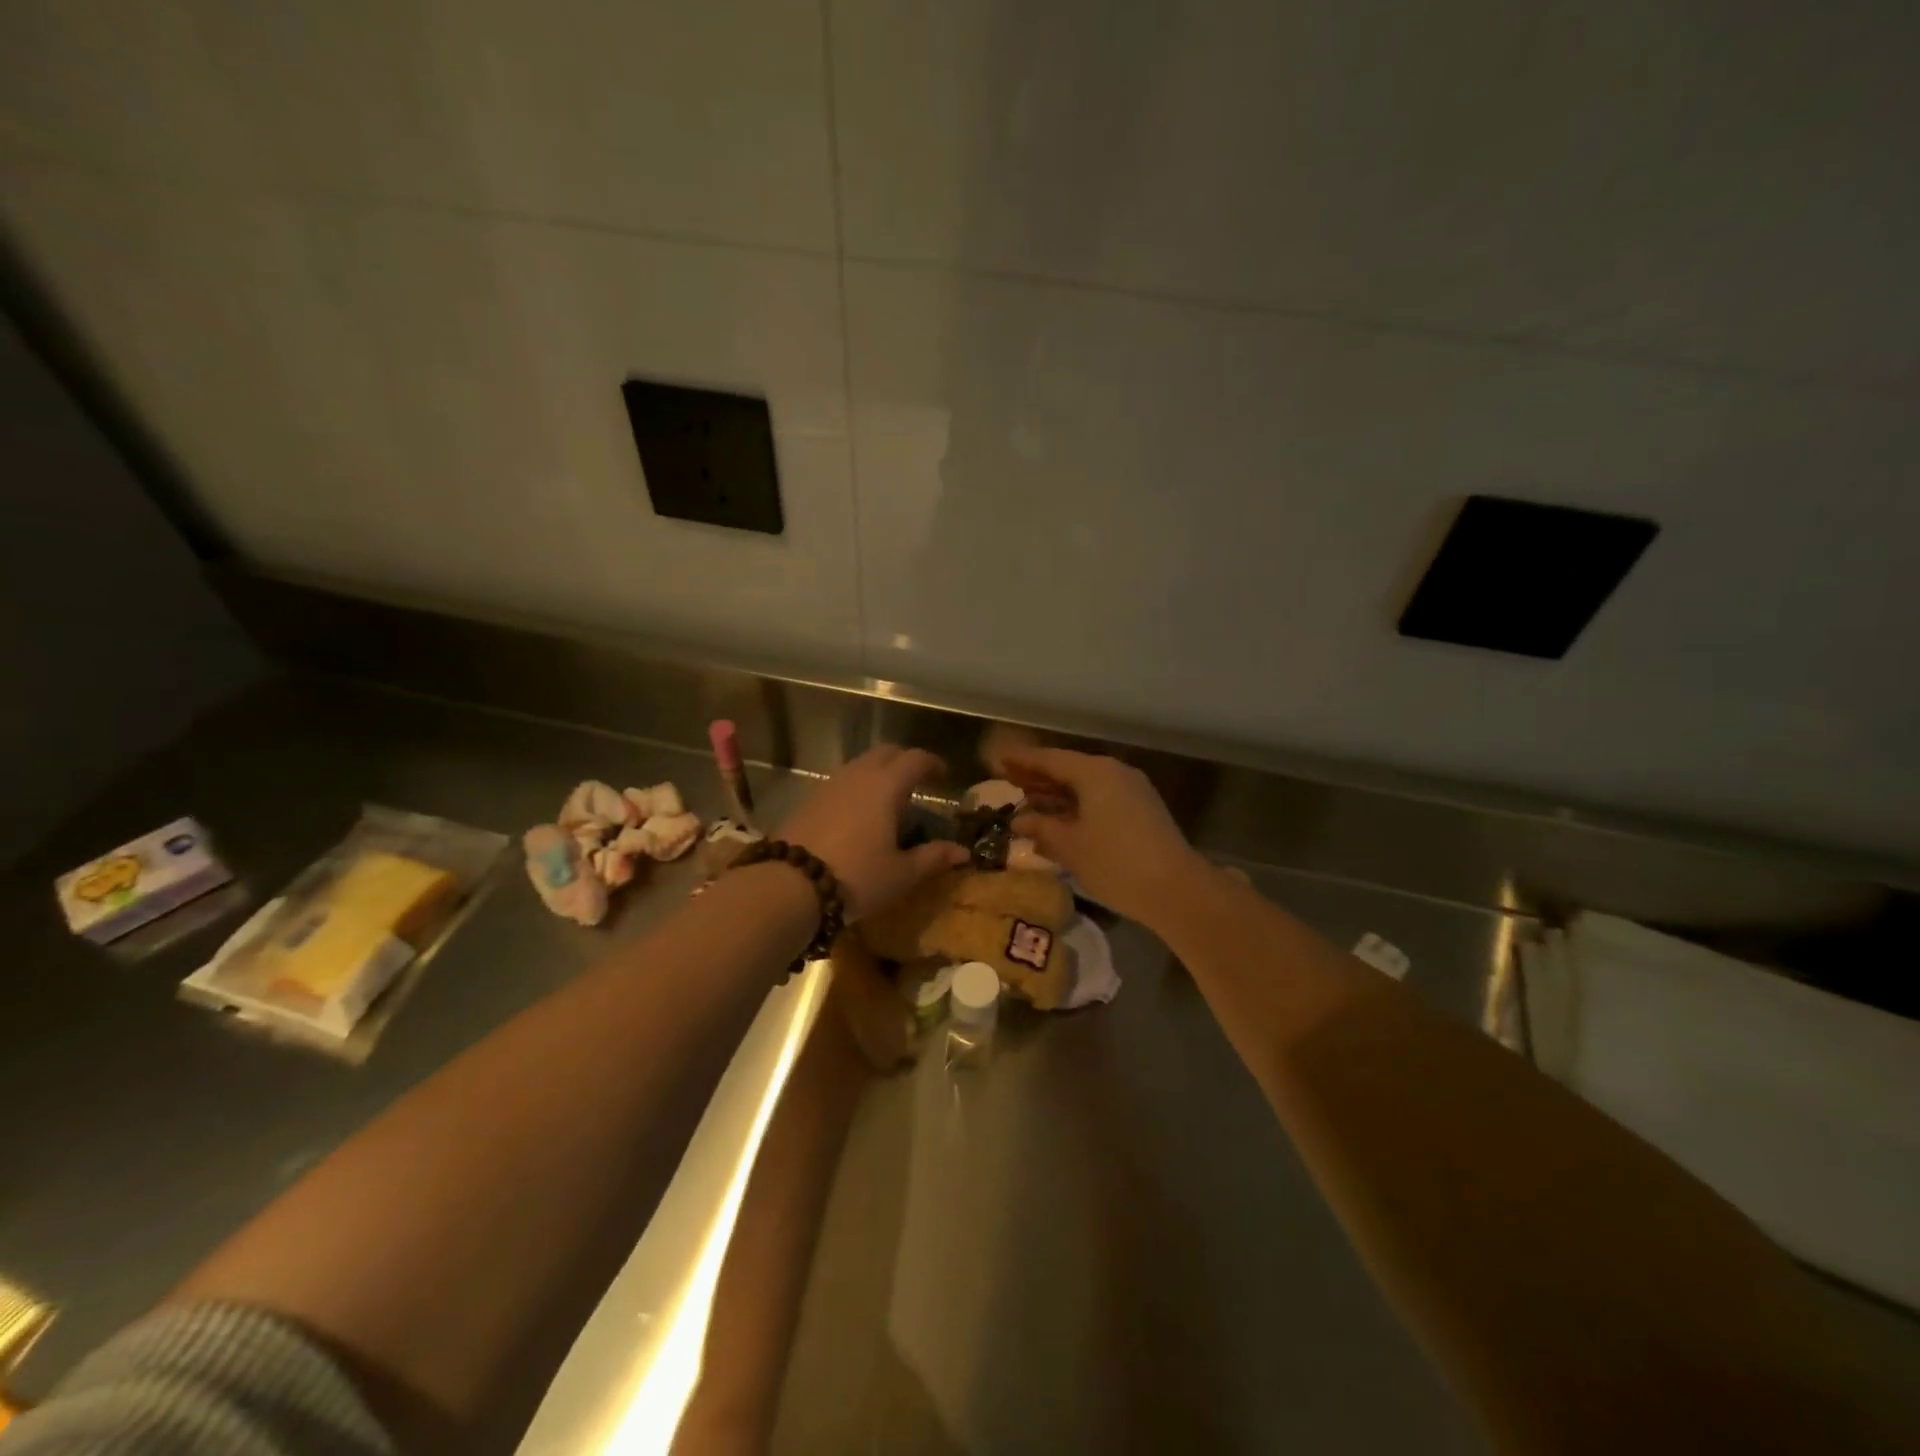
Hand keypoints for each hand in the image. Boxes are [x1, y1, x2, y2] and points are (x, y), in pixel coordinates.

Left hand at [779, 746, 968, 920]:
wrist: (788, 885)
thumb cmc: (856, 877)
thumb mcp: (901, 873)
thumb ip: (933, 857)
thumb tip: (963, 852)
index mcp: (886, 785)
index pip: (916, 759)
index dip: (933, 763)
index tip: (944, 776)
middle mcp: (857, 775)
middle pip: (886, 753)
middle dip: (905, 761)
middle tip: (918, 782)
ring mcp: (828, 784)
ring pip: (860, 765)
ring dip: (878, 772)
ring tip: (888, 799)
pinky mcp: (807, 799)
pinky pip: (840, 781)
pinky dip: (856, 787)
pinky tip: (857, 814)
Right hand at [1004, 747, 1208, 924]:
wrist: (1176, 889)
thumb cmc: (1115, 863)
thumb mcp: (1071, 847)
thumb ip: (1042, 829)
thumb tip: (1019, 821)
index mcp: (1095, 773)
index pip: (1050, 759)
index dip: (1022, 760)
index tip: (999, 759)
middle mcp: (1114, 773)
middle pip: (1069, 769)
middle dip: (1038, 776)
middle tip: (1009, 779)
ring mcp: (1131, 791)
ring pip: (1085, 785)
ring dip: (1057, 793)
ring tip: (1028, 800)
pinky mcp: (1141, 811)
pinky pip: (1100, 798)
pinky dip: (1076, 805)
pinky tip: (1059, 820)